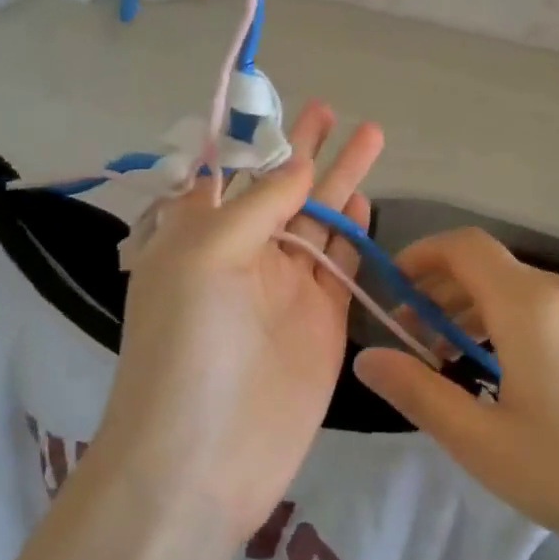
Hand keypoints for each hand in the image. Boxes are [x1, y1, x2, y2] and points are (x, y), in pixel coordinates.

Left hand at [91, 103, 383, 538]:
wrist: (205, 456)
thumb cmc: (188, 345)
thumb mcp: (204, 257)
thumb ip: (257, 206)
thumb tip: (298, 167)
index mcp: (198, 237)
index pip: (228, 174)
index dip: (251, 140)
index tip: (275, 103)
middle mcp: (242, 257)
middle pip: (280, 190)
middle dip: (306, 149)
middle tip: (332, 108)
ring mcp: (285, 290)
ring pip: (318, 222)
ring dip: (340, 180)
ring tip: (370, 135)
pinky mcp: (321, 322)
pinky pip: (340, 265)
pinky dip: (352, 232)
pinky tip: (364, 199)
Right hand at [353, 229, 558, 559]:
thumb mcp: (487, 446)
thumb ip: (420, 394)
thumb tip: (367, 357)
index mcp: (531, 308)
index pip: (463, 247)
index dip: (420, 256)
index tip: (392, 292)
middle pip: (491, 268)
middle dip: (443, 292)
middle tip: (415, 342)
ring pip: (524, 292)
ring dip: (479, 312)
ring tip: (457, 364)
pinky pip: (556, 312)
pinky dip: (518, 325)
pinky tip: (516, 378)